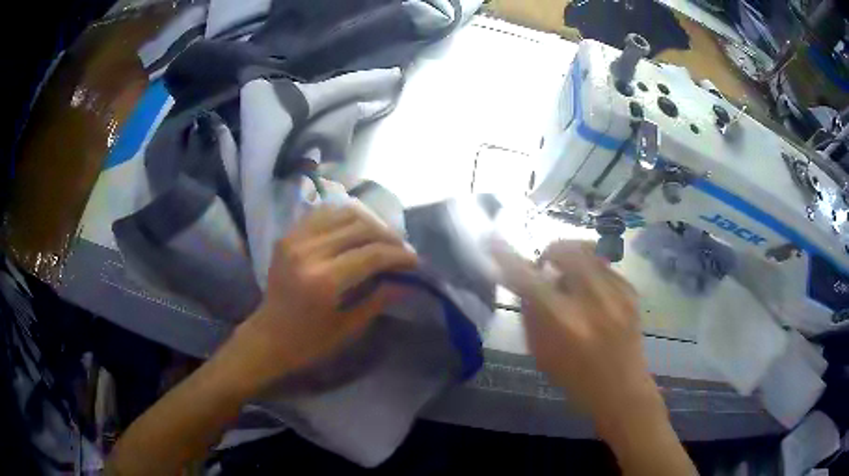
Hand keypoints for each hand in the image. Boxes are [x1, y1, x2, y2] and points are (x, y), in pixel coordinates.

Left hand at [232, 204, 418, 388]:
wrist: (268, 336)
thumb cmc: (309, 342)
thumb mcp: (348, 328)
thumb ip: (379, 300)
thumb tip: (408, 282)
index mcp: (323, 281)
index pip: (372, 254)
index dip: (399, 255)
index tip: (416, 261)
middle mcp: (308, 252)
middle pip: (360, 228)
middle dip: (388, 236)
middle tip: (402, 250)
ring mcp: (295, 239)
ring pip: (343, 213)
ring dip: (369, 222)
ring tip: (382, 238)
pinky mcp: (288, 235)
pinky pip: (323, 214)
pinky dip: (345, 218)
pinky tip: (356, 230)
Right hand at [490, 240, 661, 429]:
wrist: (623, 391)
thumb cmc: (576, 380)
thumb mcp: (542, 354)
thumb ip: (531, 314)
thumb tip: (525, 283)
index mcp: (565, 323)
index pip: (530, 280)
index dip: (508, 258)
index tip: (493, 242)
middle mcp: (593, 302)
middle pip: (566, 251)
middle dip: (550, 252)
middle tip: (545, 267)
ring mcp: (617, 293)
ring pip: (587, 252)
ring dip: (571, 259)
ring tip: (570, 279)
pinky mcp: (631, 292)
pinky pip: (604, 266)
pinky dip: (591, 271)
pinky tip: (591, 291)